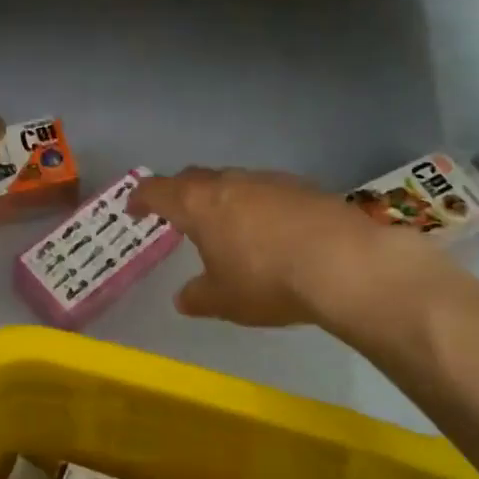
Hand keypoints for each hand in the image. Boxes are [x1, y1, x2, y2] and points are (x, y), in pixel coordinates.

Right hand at [130, 166, 448, 331]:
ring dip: (221, 198)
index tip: (134, 209)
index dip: (141, 198)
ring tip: (225, 225)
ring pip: (232, 182)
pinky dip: (256, 206)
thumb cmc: (267, 280)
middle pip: (194, 178)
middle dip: (180, 193)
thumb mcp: (224, 300)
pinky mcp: (302, 187)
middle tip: (175, 213)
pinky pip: (265, 191)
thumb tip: (183, 299)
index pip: (158, 190)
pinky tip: (270, 231)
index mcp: (198, 204)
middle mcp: (229, 182)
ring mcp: (268, 180)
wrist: (344, 263)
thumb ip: (198, 297)